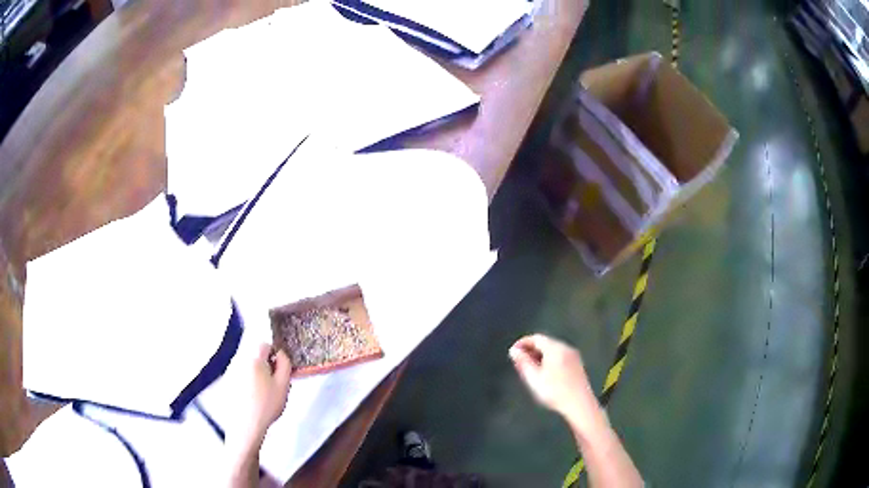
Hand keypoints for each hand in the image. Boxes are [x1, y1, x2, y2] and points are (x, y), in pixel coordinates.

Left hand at [232, 344, 292, 444]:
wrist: (246, 424)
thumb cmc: (267, 404)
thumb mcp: (284, 384)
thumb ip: (285, 364)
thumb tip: (281, 354)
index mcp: (254, 359)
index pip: (265, 345)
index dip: (275, 354)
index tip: (280, 370)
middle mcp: (240, 361)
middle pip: (256, 357)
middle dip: (266, 367)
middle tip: (274, 385)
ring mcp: (232, 372)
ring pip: (249, 368)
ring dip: (257, 376)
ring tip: (264, 395)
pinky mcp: (228, 384)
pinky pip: (242, 377)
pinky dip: (249, 384)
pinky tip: (253, 399)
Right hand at [509, 334, 604, 434]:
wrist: (579, 404)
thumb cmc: (555, 392)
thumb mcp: (534, 378)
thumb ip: (523, 363)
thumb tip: (514, 351)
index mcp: (555, 348)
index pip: (536, 338)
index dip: (522, 343)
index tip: (513, 352)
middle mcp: (566, 348)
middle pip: (545, 343)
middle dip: (531, 350)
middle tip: (520, 362)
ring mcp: (574, 356)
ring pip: (553, 350)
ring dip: (539, 356)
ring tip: (530, 369)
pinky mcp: (577, 365)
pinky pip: (560, 356)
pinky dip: (549, 360)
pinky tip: (544, 374)